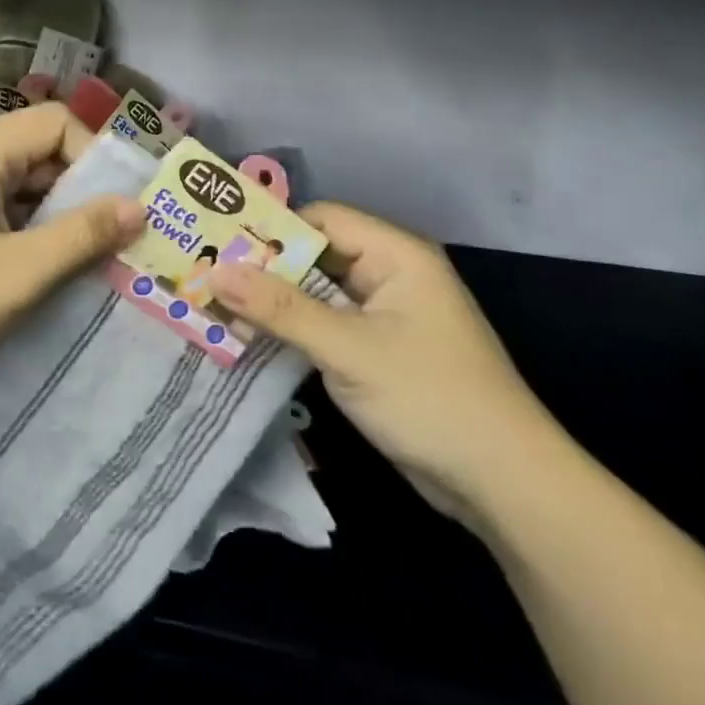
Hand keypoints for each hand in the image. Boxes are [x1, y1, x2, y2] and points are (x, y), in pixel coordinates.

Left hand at [0, 102, 144, 385]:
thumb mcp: (18, 274)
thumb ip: (82, 236)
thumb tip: (138, 206)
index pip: (59, 123)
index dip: (96, 160)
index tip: (117, 212)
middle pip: (41, 151)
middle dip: (81, 193)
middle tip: (112, 244)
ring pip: (20, 183)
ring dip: (54, 217)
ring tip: (81, 264)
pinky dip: (24, 230)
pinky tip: (35, 271)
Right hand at [209, 203, 564, 526]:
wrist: (502, 484)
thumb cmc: (430, 398)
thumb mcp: (348, 349)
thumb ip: (280, 309)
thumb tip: (215, 272)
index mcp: (395, 255)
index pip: (321, 220)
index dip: (270, 229)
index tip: (215, 242)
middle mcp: (389, 275)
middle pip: (314, 255)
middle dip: (262, 268)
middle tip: (202, 273)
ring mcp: (383, 315)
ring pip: (315, 293)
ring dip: (271, 302)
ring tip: (211, 302)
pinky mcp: (376, 351)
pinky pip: (324, 325)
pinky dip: (290, 329)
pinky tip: (246, 336)